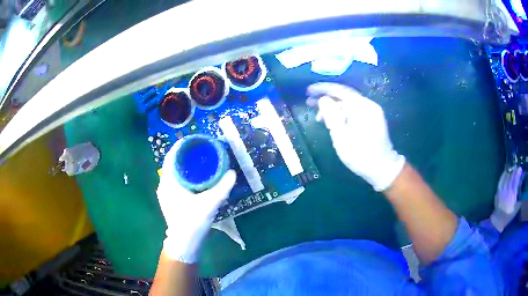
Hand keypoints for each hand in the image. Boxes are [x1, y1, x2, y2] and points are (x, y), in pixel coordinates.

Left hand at [157, 143, 236, 262]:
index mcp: (168, 182)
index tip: (193, 140)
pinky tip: (196, 178)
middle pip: (172, 164)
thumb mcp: (209, 204)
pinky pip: (176, 181)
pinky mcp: (170, 200)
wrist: (184, 243)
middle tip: (200, 150)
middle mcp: (164, 185)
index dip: (181, 146)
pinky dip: (184, 176)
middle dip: (185, 155)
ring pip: (174, 173)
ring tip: (199, 160)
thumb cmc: (192, 222)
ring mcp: (166, 194)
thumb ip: (222, 188)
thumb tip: (232, 173)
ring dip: (184, 166)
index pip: (171, 157)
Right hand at [306, 82, 404, 190]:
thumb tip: (323, 99)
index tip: (308, 91)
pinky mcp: (372, 119)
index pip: (340, 90)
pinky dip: (341, 114)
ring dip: (333, 108)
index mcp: (362, 107)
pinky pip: (353, 111)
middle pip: (344, 96)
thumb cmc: (361, 156)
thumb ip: (331, 115)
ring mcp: (372, 112)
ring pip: (348, 104)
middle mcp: (368, 105)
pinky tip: (332, 122)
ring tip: (318, 117)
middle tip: (308, 102)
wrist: (383, 169)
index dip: (322, 89)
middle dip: (326, 98)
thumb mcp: (342, 137)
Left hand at [490, 166, 522, 231]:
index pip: (516, 180)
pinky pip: (501, 180)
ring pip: (506, 177)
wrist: (498, 221)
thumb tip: (523, 190)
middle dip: (515, 171)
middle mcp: (507, 191)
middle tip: (517, 168)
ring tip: (512, 169)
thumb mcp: (516, 208)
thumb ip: (520, 198)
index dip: (518, 173)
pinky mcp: (498, 192)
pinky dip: (504, 175)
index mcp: (512, 195)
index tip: (520, 169)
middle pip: (511, 177)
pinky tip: (506, 172)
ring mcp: (502, 191)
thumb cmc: (509, 215)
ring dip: (510, 172)